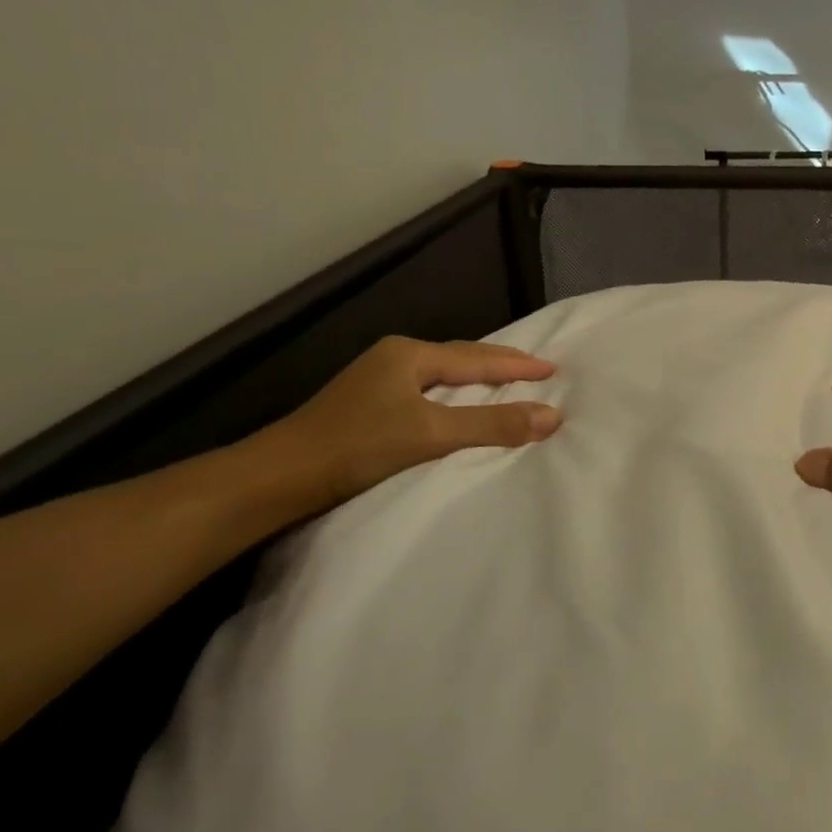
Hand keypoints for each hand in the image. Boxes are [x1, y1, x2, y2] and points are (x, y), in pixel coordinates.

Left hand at [257, 337, 560, 509]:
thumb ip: (492, 425)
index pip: (478, 358)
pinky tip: (461, 407)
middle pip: (461, 359)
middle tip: (537, 371)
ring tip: (509, 386)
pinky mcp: (369, 407)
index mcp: (410, 355)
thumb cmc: (357, 446)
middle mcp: (395, 359)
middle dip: (500, 366)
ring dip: (478, 381)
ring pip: (443, 376)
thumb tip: (552, 416)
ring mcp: (378, 382)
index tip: (553, 368)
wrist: (279, 477)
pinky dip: (457, 397)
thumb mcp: (431, 433)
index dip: (518, 365)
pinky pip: (429, 392)